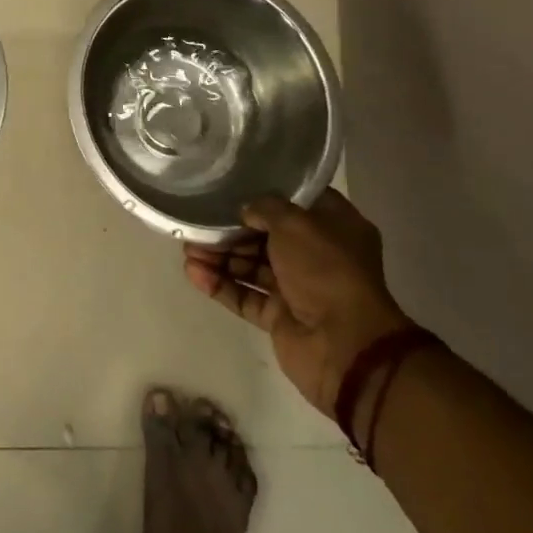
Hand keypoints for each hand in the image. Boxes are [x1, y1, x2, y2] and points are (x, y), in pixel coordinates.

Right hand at [184, 188, 411, 415]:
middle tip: (198, 223)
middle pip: (267, 235)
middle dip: (231, 230)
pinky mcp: (279, 316)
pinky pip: (245, 295)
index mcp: (335, 228)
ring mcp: (298, 288)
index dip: (267, 192)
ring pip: (251, 265)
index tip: (234, 185)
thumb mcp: (296, 224)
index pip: (298, 202)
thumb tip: (246, 211)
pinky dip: (221, 284)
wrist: (345, 346)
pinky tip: (193, 274)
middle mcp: (317, 255)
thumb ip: (266, 208)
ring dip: (220, 256)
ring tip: (188, 250)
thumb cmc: (327, 271)